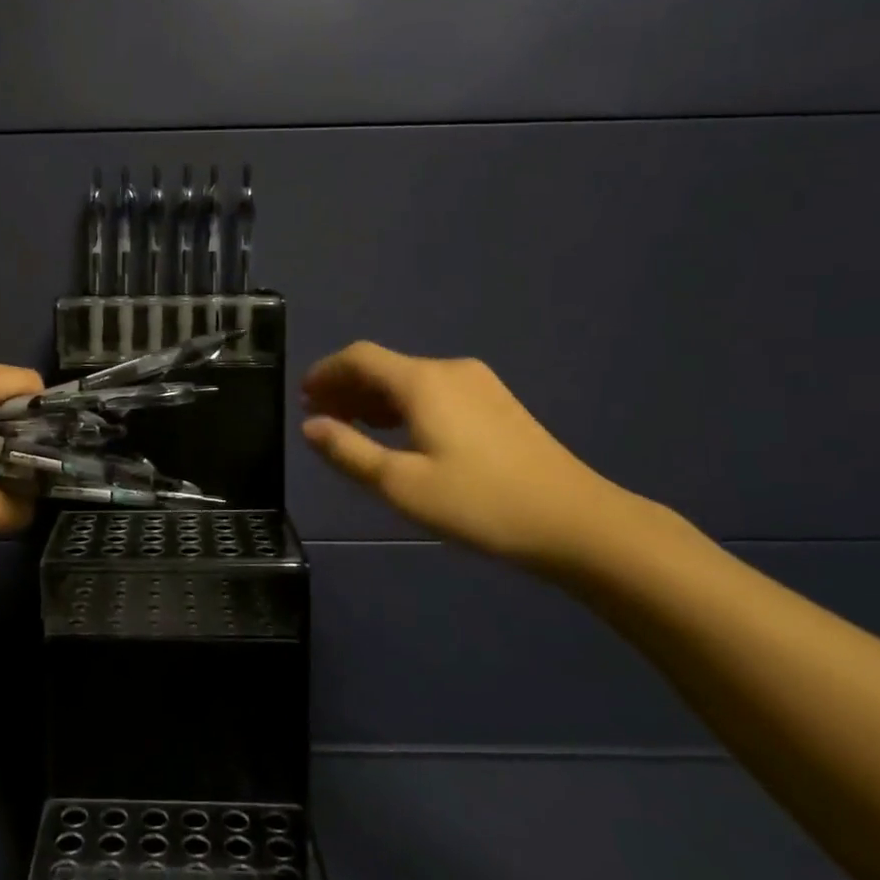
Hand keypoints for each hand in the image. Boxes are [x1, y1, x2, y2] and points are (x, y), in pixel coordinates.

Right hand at [301, 342, 632, 570]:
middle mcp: (448, 370)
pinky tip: (398, 434)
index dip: (325, 372)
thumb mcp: (402, 484)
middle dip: (346, 387)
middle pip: (384, 366)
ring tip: (351, 428)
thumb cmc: (480, 503)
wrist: (576, 521)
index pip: (359, 357)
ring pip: (409, 380)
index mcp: (422, 381)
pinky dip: (404, 405)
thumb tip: (310, 426)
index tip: (302, 398)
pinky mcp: (496, 403)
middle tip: (320, 418)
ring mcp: (478, 384)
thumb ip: (349, 451)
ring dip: (374, 398)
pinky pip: (434, 391)